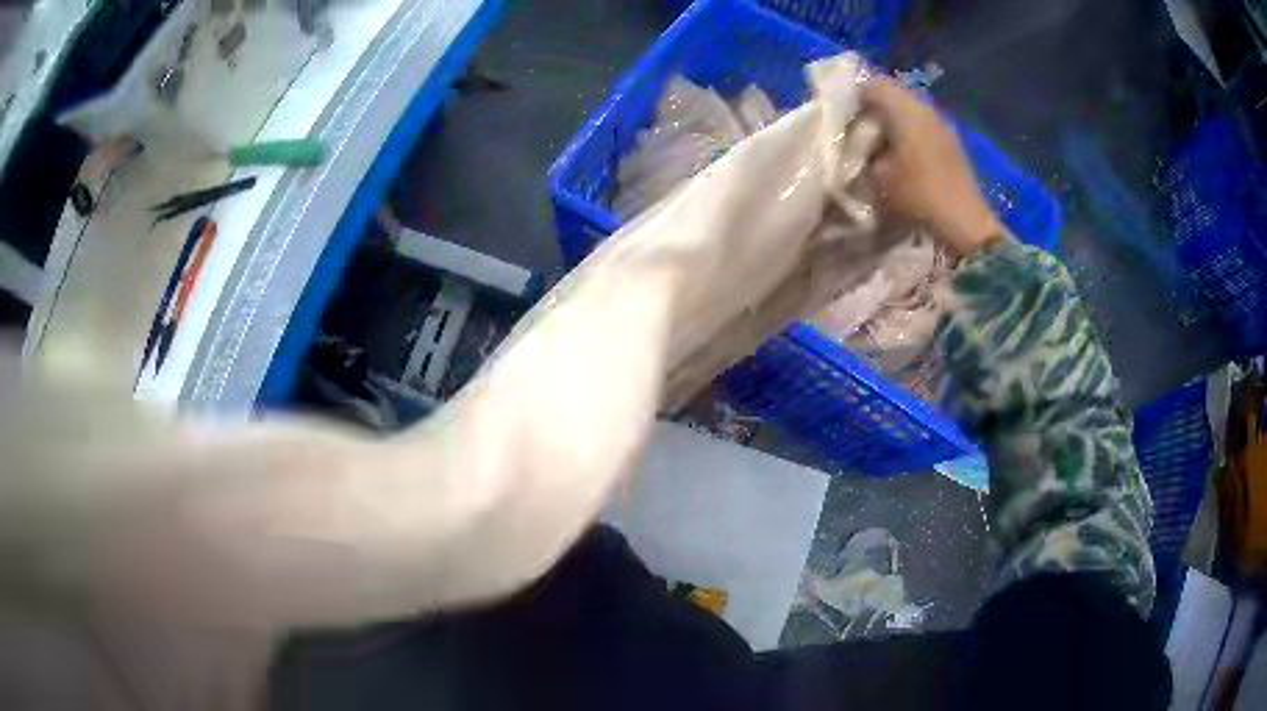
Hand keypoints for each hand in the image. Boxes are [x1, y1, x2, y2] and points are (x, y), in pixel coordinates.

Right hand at [862, 77, 1002, 257]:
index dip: (851, 94)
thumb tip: (854, 142)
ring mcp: (941, 124)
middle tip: (852, 130)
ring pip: (906, 110)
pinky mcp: (950, 141)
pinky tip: (897, 155)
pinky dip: (904, 132)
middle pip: (890, 94)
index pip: (872, 83)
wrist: (965, 224)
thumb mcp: (878, 175)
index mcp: (907, 109)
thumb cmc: (919, 195)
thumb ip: (861, 150)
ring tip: (873, 144)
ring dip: (888, 122)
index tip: (838, 114)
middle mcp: (926, 108)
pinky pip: (920, 125)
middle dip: (869, 108)